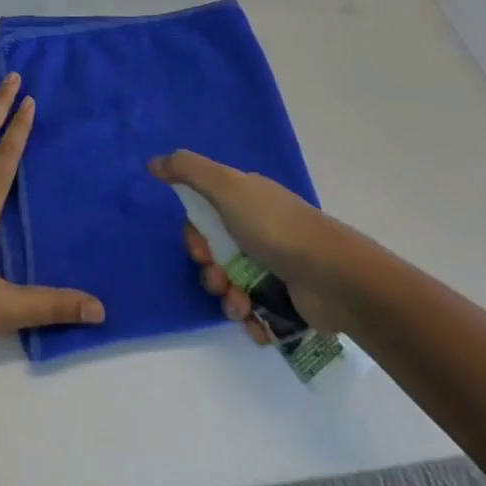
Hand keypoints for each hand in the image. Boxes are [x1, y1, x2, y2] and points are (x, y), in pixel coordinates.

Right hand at [149, 149, 355, 340]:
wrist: (332, 276)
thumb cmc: (274, 226)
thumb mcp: (226, 186)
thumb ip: (188, 170)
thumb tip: (153, 163)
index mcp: (245, 201)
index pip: (204, 217)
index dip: (195, 236)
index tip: (200, 248)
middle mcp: (258, 230)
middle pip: (216, 254)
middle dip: (211, 271)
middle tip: (221, 279)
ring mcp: (275, 267)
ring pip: (233, 286)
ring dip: (230, 300)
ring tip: (243, 306)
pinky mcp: (288, 302)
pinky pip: (256, 314)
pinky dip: (252, 321)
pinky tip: (258, 322)